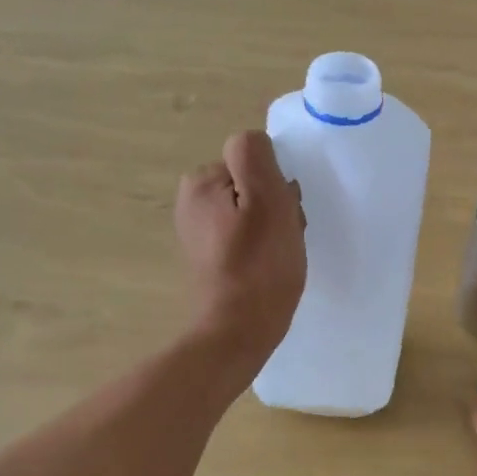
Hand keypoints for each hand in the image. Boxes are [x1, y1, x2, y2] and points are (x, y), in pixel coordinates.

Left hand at [175, 130, 305, 366]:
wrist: (239, 331)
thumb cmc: (259, 265)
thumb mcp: (266, 199)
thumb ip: (256, 156)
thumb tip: (255, 144)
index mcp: (200, 182)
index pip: (254, 161)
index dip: (277, 185)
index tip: (284, 215)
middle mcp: (192, 202)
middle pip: (252, 185)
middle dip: (276, 206)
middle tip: (285, 238)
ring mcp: (200, 232)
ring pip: (254, 211)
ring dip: (275, 227)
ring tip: (280, 255)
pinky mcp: (211, 257)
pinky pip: (246, 236)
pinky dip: (263, 246)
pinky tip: (269, 267)